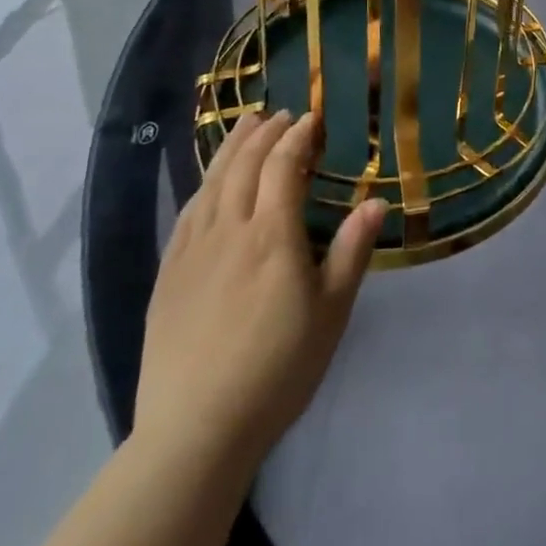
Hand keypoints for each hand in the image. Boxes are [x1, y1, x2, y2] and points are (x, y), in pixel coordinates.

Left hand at [132, 109, 387, 475]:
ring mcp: (192, 251)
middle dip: (264, 132)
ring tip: (246, 124)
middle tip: (280, 113)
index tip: (311, 119)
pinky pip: (187, 213)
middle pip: (244, 165)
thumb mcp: (330, 313)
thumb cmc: (277, 370)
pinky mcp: (168, 275)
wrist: (195, 431)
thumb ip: (352, 251)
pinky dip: (203, 184)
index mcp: (271, 235)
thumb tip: (377, 200)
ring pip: (212, 182)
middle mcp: (229, 230)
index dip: (298, 137)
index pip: (283, 166)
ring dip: (231, 148)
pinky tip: (209, 183)